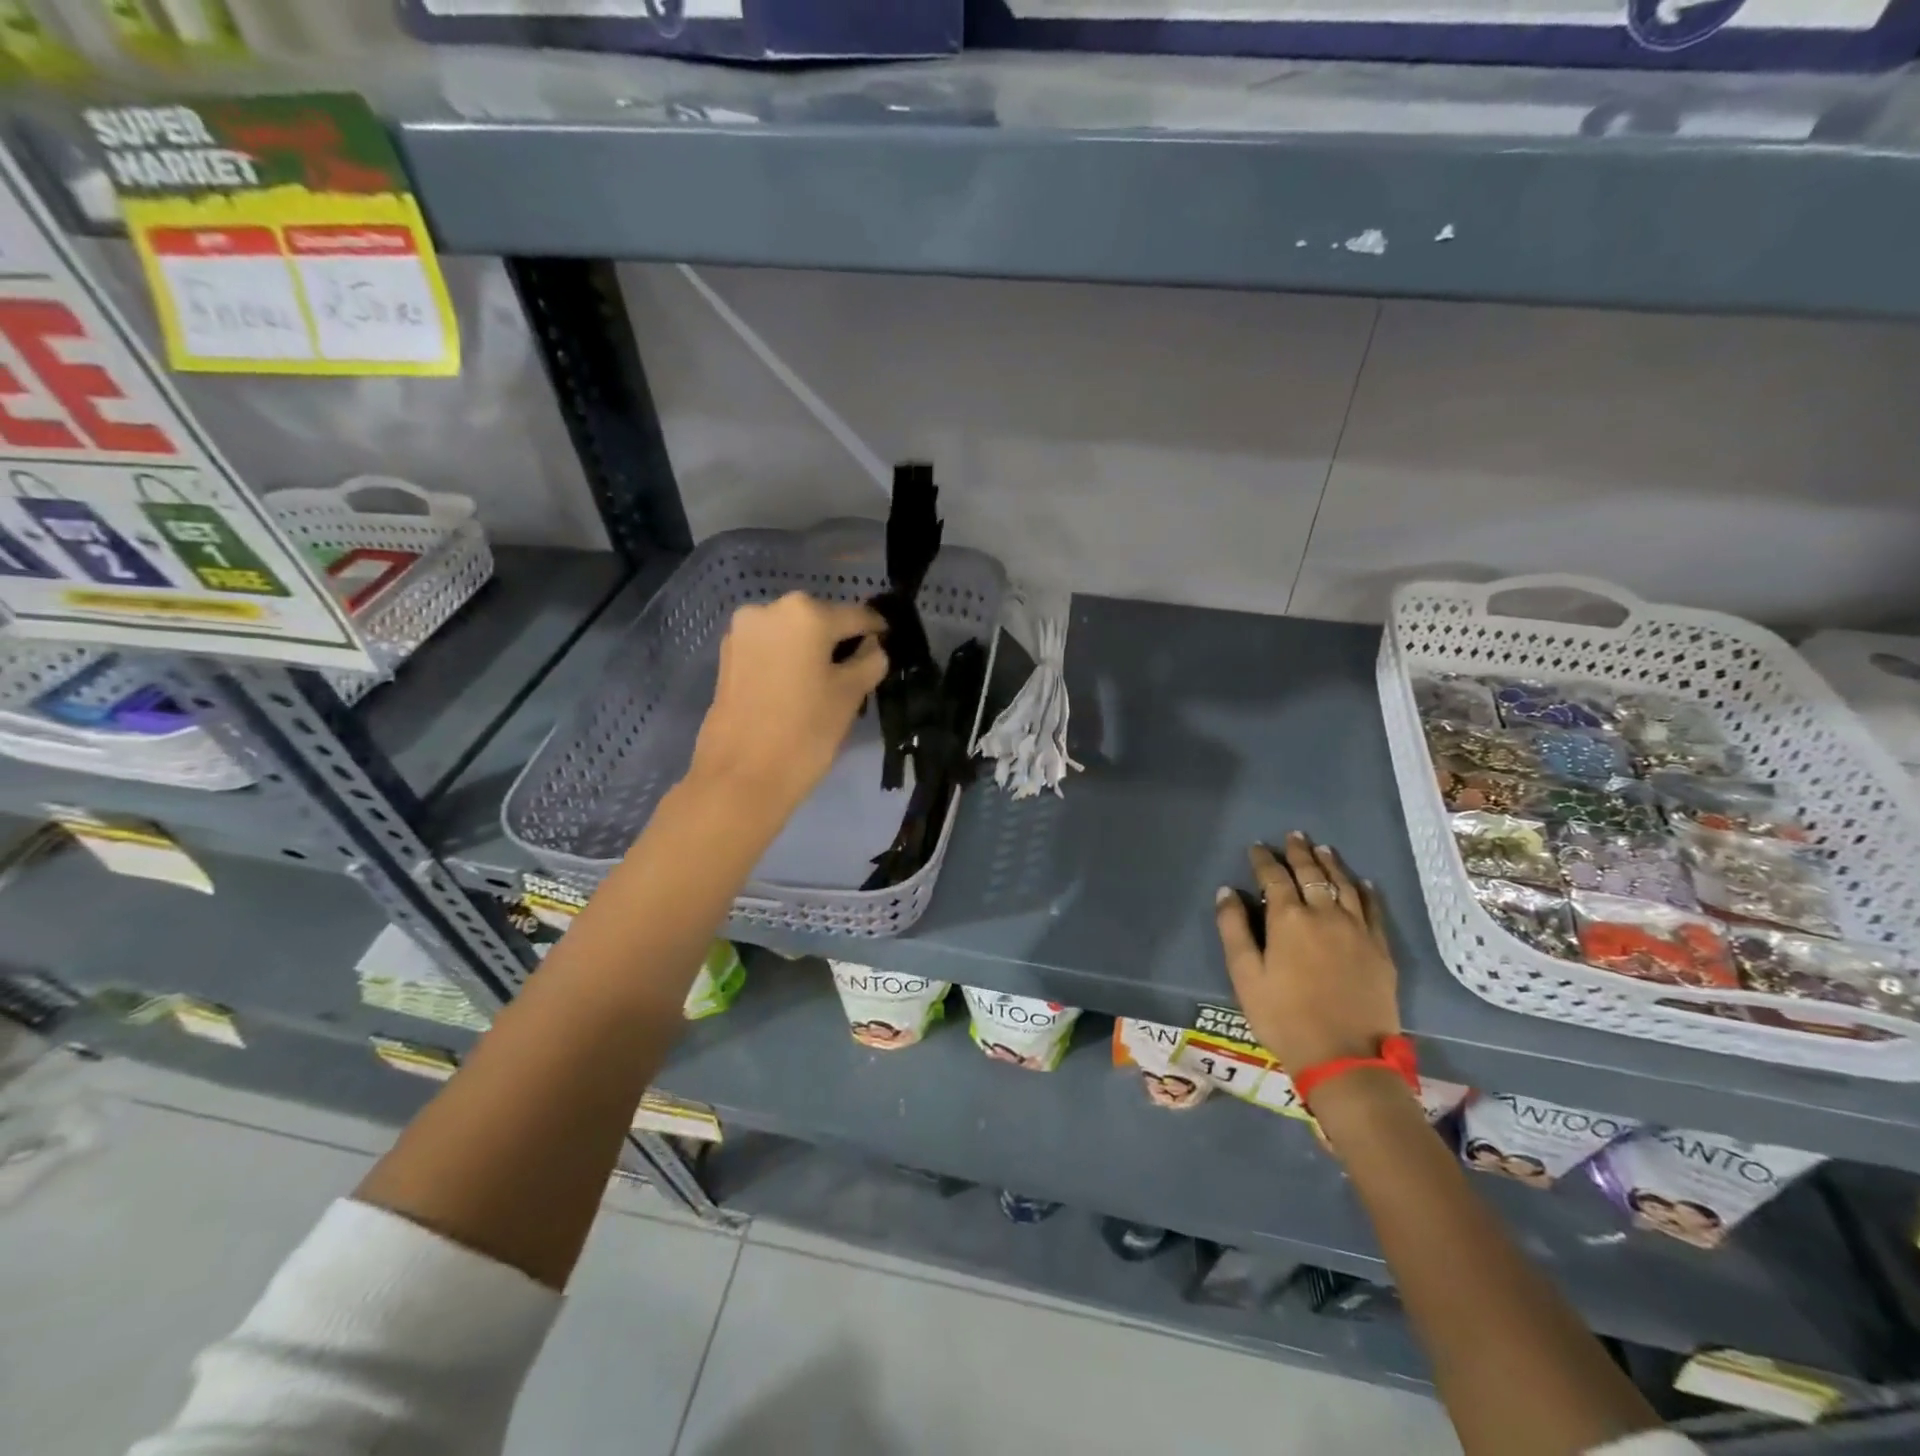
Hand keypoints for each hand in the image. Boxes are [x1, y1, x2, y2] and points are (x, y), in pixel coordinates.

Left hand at [688, 592, 888, 813]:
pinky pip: (770, 649)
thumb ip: (870, 661)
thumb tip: (873, 647)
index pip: (856, 615)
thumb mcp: (851, 695)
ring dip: (812, 651)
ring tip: (827, 684)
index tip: (889, 644)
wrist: (740, 777)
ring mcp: (742, 632)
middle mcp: (769, 609)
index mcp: (805, 613)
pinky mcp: (727, 657)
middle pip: (820, 620)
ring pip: (792, 635)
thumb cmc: (805, 732)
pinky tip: (798, 689)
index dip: (877, 631)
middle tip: (858, 671)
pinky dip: (787, 661)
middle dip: (840, 641)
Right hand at [1213, 832, 1401, 1072]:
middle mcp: (1325, 914)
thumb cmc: (1284, 1017)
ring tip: (1322, 849)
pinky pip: (1373, 909)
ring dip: (1331, 864)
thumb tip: (1228, 891)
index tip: (1257, 847)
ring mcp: (1357, 930)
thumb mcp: (1245, 976)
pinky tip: (1361, 881)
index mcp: (1289, 919)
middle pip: (1311, 874)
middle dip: (1299, 853)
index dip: (1264, 860)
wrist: (1345, 1058)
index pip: (1274, 877)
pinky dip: (1365, 890)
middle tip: (1293, 835)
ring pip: (1344, 885)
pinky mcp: (1380, 949)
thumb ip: (1234, 929)